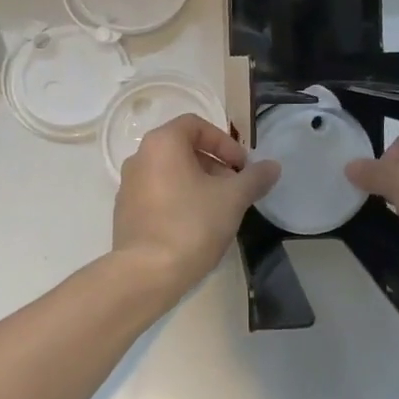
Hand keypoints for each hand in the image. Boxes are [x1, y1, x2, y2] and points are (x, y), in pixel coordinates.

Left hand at [114, 114, 279, 294]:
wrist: (146, 273)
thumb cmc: (191, 224)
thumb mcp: (233, 199)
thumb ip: (254, 178)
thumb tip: (273, 166)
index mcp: (162, 143)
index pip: (196, 125)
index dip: (224, 142)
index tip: (242, 167)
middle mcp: (140, 157)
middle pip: (183, 148)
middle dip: (214, 164)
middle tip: (235, 189)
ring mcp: (128, 186)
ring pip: (170, 173)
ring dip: (198, 183)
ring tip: (219, 210)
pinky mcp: (125, 212)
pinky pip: (158, 194)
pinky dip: (179, 199)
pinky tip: (196, 226)